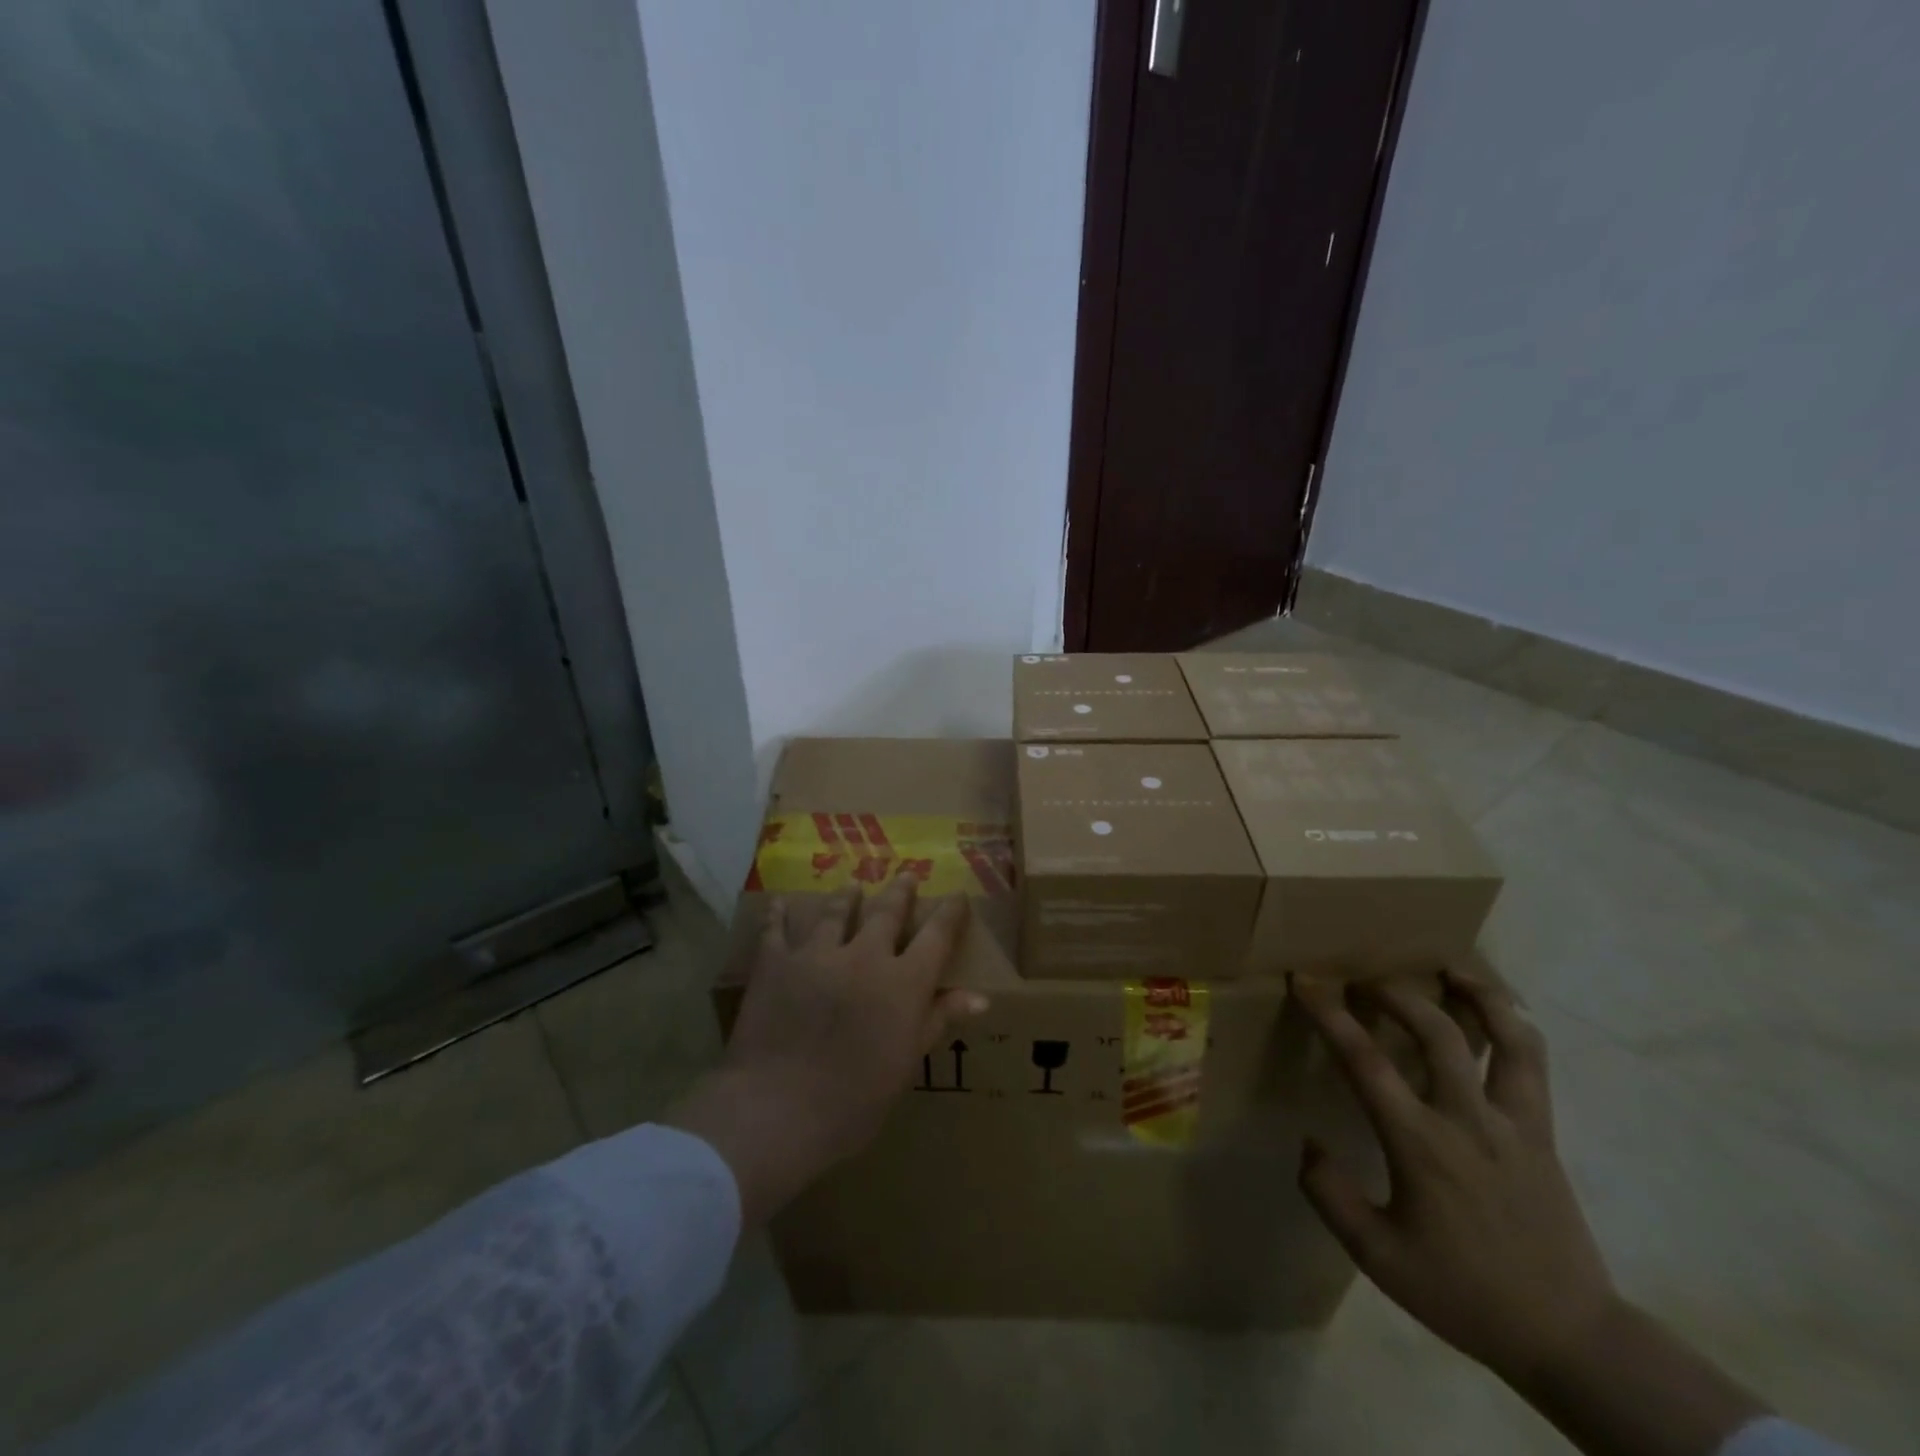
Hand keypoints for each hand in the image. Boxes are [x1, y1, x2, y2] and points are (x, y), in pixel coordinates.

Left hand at [665, 876, 984, 1226]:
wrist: (778, 1108)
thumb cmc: (855, 1100)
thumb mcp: (907, 1064)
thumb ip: (938, 1020)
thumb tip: (981, 997)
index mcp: (904, 982)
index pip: (936, 935)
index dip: (949, 913)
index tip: (957, 895)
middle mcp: (864, 955)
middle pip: (887, 912)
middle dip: (900, 892)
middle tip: (906, 875)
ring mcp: (817, 953)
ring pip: (836, 912)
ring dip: (847, 897)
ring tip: (853, 886)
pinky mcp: (776, 962)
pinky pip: (777, 929)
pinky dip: (780, 914)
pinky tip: (781, 902)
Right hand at [1292, 973, 1616, 1386]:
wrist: (1567, 1336)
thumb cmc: (1463, 1293)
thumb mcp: (1378, 1257)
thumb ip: (1330, 1196)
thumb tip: (1307, 1142)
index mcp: (1420, 1145)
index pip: (1364, 1061)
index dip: (1329, 1014)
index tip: (1304, 981)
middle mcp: (1469, 1119)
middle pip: (1434, 1031)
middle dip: (1393, 992)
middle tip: (1363, 979)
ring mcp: (1515, 1122)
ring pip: (1505, 1037)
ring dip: (1475, 993)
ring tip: (1448, 967)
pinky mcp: (1544, 1131)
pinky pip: (1534, 1063)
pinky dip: (1514, 1024)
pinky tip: (1497, 1009)